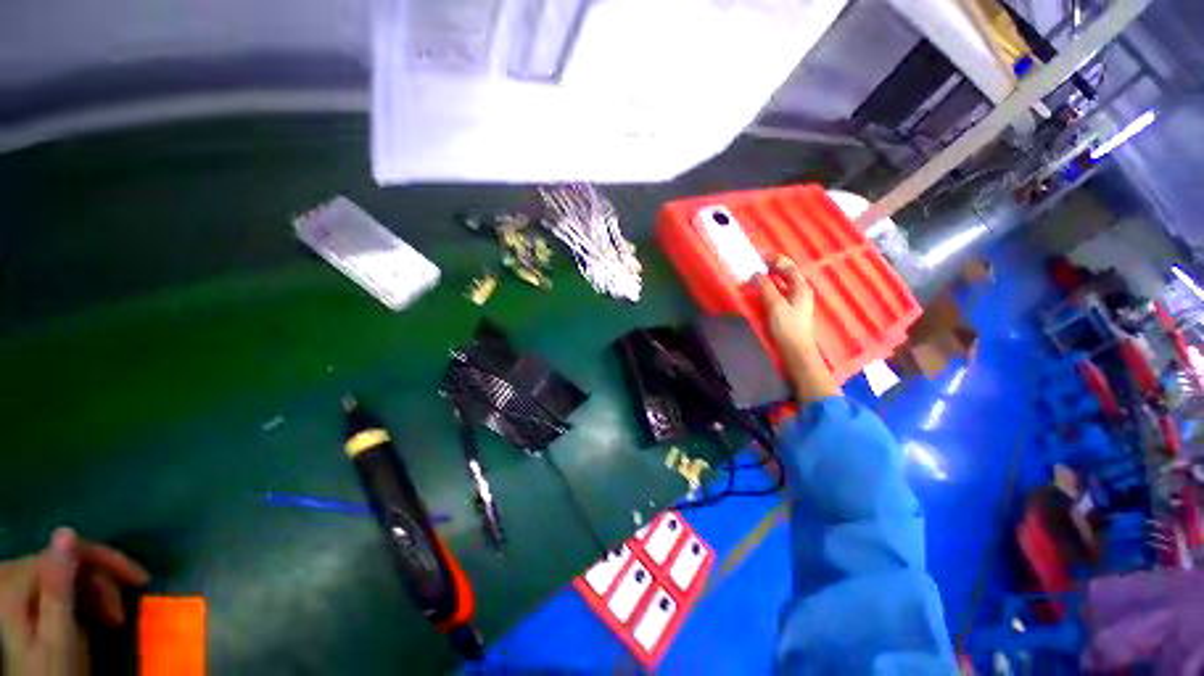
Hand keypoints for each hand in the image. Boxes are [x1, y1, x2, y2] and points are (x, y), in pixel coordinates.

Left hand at [0, 528, 148, 675]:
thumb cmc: (53, 670)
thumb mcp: (58, 635)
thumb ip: (57, 586)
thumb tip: (68, 532)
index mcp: (16, 578)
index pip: (68, 550)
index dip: (106, 561)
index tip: (141, 580)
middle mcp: (14, 574)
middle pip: (70, 560)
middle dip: (102, 582)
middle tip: (124, 611)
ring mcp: (20, 587)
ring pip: (72, 572)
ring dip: (99, 592)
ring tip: (115, 619)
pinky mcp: (32, 599)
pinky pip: (67, 585)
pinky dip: (88, 598)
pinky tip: (100, 616)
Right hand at [756, 256, 839, 401]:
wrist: (796, 351)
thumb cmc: (787, 327)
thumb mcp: (775, 305)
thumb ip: (766, 288)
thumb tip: (756, 274)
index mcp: (800, 287)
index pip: (789, 267)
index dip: (775, 259)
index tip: (759, 256)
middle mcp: (800, 291)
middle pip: (787, 274)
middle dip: (771, 267)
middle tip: (755, 264)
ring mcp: (795, 301)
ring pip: (782, 283)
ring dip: (769, 277)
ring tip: (754, 275)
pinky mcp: (788, 310)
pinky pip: (778, 292)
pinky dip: (769, 288)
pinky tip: (760, 291)